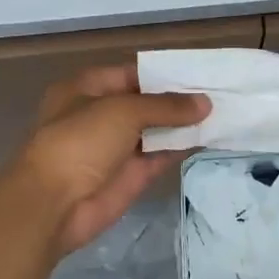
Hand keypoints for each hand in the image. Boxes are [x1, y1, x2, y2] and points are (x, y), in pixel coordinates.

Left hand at [15, 65, 209, 258]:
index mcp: (88, 88)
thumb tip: (205, 103)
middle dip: (179, 99)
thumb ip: (166, 106)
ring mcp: (117, 146)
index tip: (201, 72)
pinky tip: (211, 137)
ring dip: (185, 123)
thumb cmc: (80, 142)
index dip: (165, 73)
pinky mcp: (131, 175)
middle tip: (221, 91)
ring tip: (224, 111)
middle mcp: (102, 114)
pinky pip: (161, 155)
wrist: (53, 205)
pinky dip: (183, 147)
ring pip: (157, 129)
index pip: (133, 73)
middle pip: (147, 102)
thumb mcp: (123, 111)